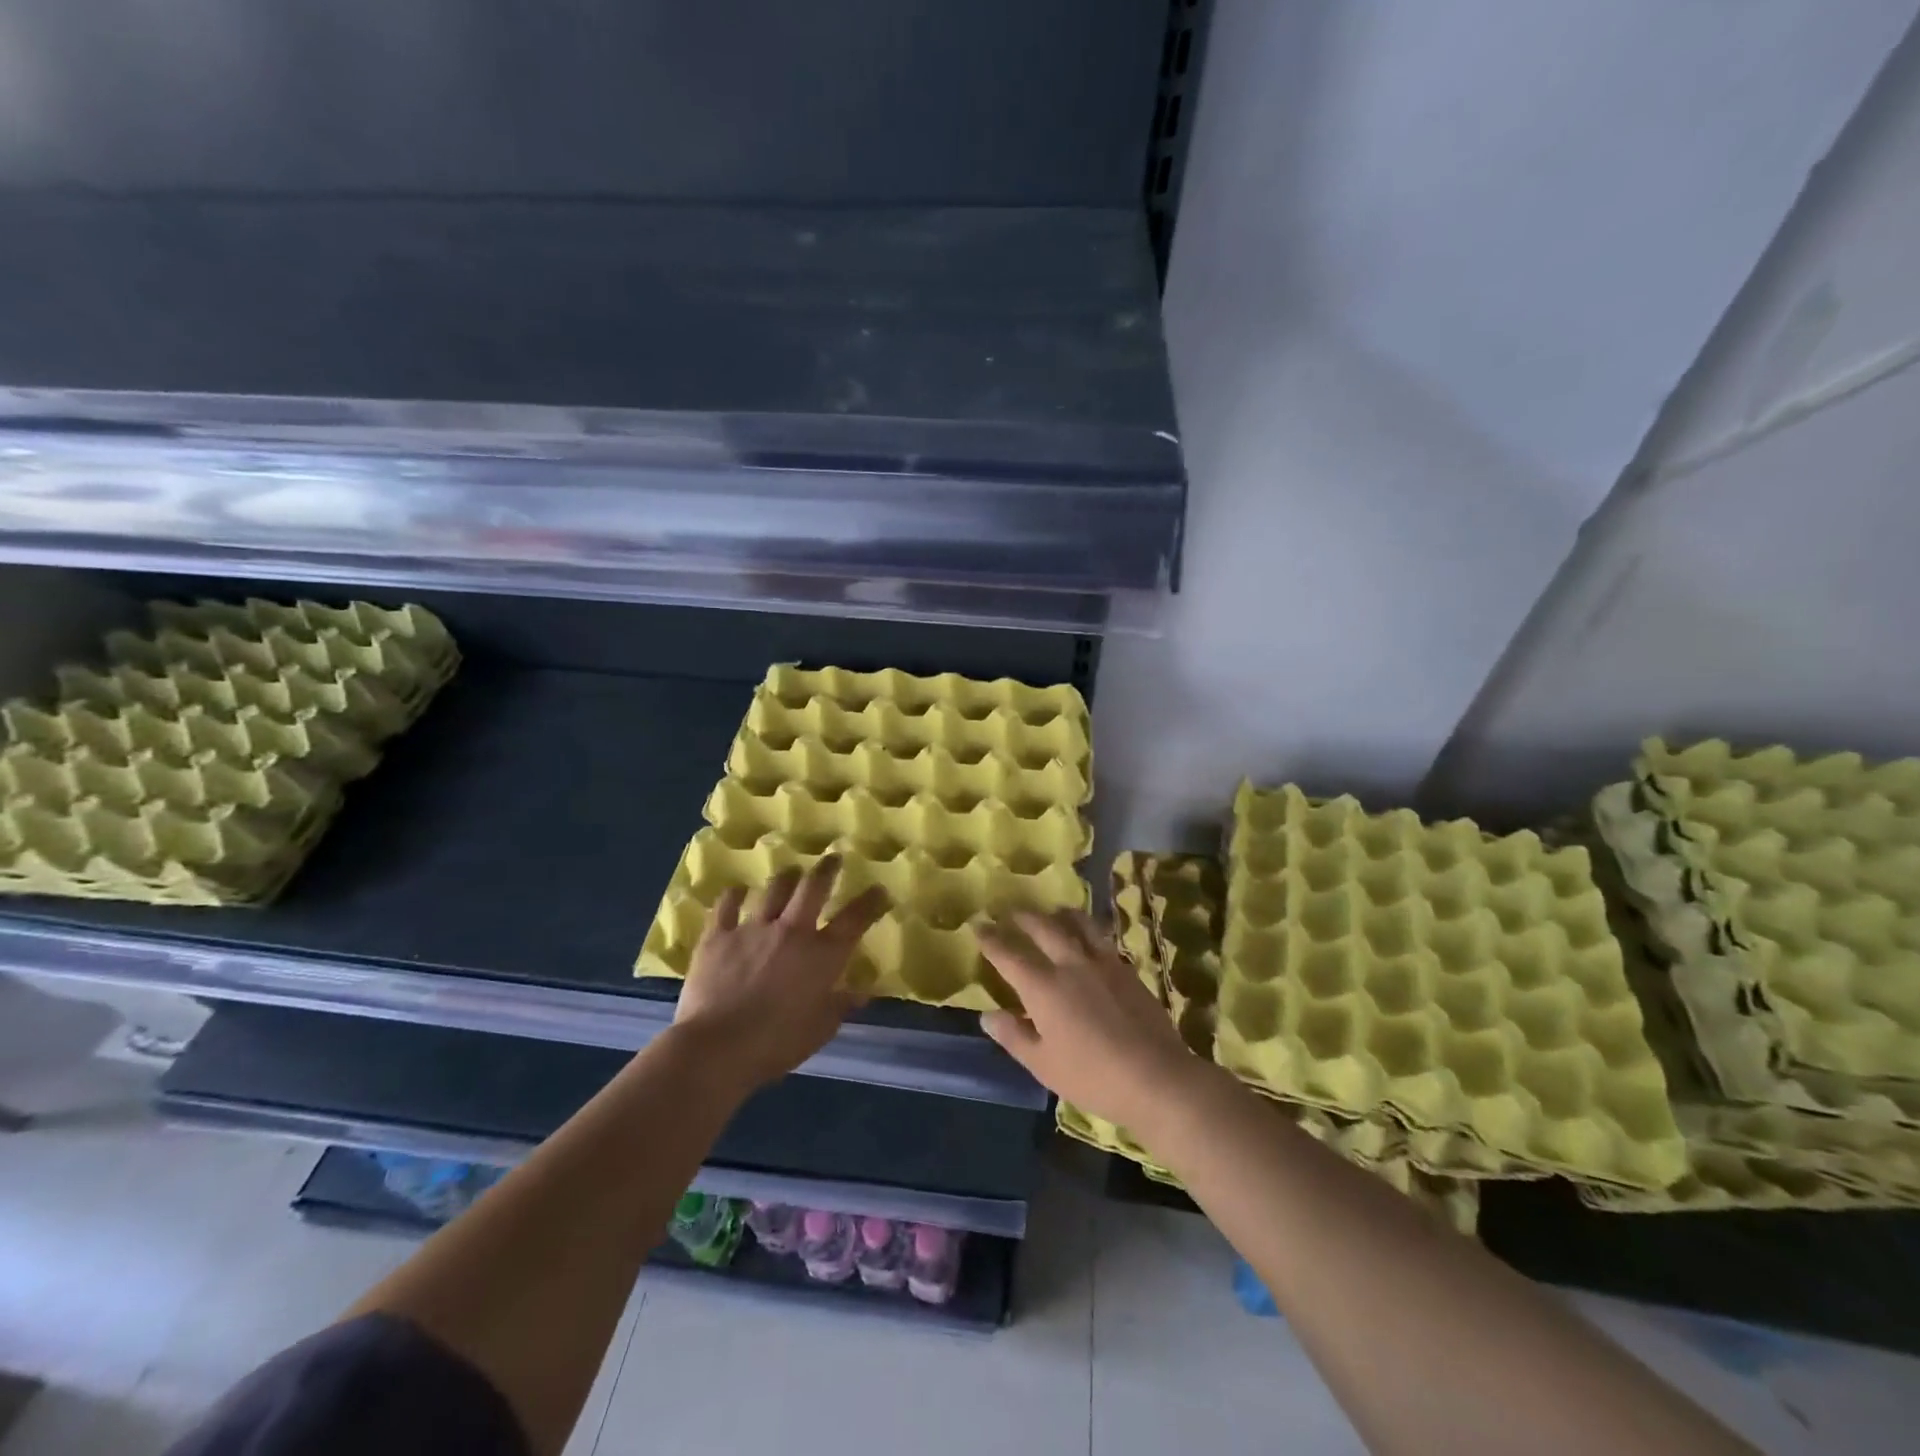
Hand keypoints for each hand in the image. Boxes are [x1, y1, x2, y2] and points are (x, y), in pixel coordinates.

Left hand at [673, 857, 888, 1091]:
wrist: (717, 1048)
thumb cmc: (776, 1044)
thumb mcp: (820, 1030)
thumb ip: (840, 1006)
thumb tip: (861, 993)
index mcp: (822, 955)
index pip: (855, 919)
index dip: (871, 901)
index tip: (879, 890)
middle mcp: (792, 931)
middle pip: (813, 887)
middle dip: (827, 869)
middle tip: (833, 858)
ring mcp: (753, 929)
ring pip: (774, 889)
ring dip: (786, 877)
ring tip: (791, 872)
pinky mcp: (718, 935)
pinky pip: (727, 905)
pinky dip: (734, 895)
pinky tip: (738, 890)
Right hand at [978, 910, 1205, 1130]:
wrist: (1155, 1076)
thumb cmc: (1092, 1076)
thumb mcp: (1043, 1064)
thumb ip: (1014, 1036)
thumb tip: (988, 1015)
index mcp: (1043, 987)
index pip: (1009, 955)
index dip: (991, 939)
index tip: (978, 925)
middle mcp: (1070, 964)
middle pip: (1043, 928)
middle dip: (1023, 918)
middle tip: (1011, 913)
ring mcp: (1102, 963)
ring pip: (1078, 924)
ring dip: (1060, 914)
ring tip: (1052, 912)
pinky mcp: (1126, 969)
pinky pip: (1102, 938)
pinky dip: (1088, 930)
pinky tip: (1089, 937)